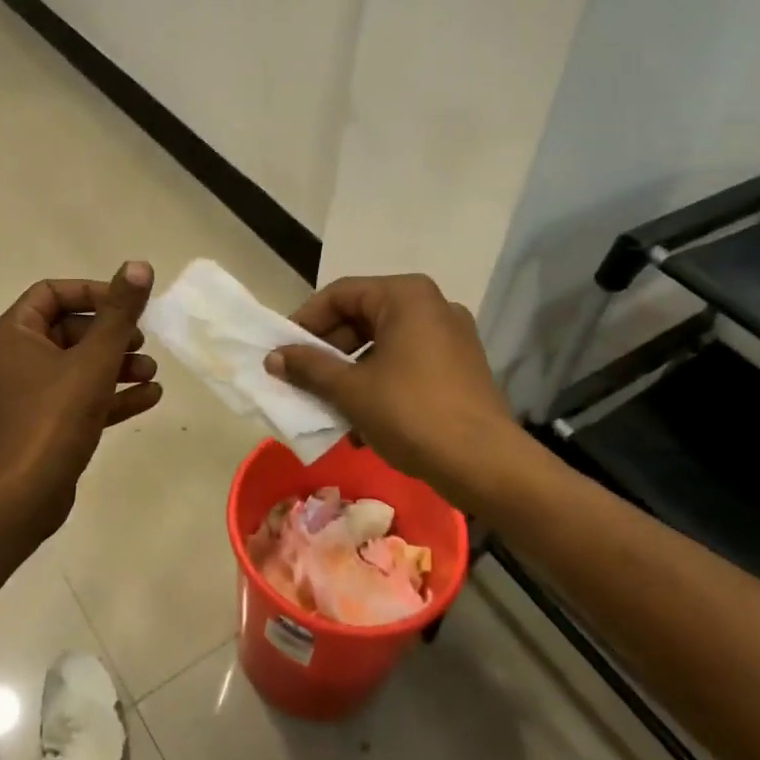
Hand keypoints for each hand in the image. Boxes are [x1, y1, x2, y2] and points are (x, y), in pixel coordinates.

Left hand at [0, 261, 161, 544]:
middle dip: (112, 335)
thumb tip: (139, 265)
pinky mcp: (41, 427)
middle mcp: (15, 360)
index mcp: (14, 335)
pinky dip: (110, 395)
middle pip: (69, 330)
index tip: (127, 306)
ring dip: (116, 366)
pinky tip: (150, 398)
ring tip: (152, 374)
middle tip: (142, 343)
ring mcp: (27, 397)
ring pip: (77, 367)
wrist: (19, 501)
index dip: (93, 292)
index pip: (52, 293)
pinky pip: (78, 399)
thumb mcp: (93, 360)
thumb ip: (119, 313)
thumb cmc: (52, 419)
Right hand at [265, 274, 512, 498]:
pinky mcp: (461, 366)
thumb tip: (273, 358)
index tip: (282, 350)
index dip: (305, 321)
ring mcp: (451, 336)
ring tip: (326, 403)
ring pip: (384, 343)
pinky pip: (407, 362)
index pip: (340, 294)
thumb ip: (309, 368)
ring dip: (350, 371)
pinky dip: (380, 381)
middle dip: (328, 350)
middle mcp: (432, 305)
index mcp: (406, 296)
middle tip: (300, 378)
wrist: (486, 465)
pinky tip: (361, 419)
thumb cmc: (412, 414)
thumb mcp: (351, 390)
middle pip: (363, 317)